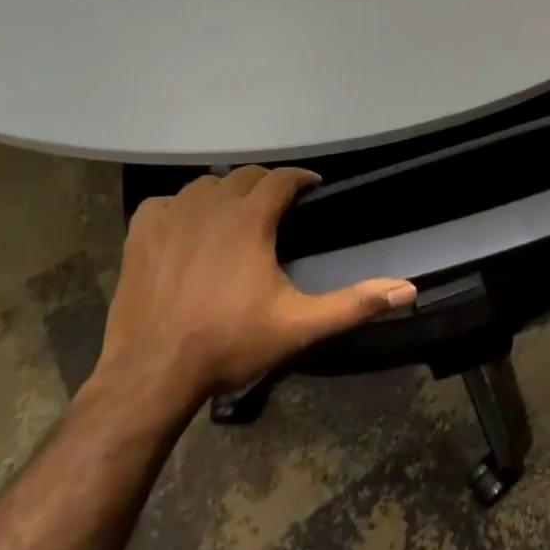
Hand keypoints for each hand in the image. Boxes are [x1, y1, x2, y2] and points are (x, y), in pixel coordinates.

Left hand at [83, 167, 416, 425]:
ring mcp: (171, 214)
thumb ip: (355, 304)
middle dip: (265, 184)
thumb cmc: (229, 344)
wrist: (152, 374)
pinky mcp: (141, 232)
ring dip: (225, 193)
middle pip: (245, 175)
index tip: (313, 189)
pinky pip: (166, 202)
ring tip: (235, 217)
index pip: (281, 177)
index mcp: (250, 218)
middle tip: (279, 208)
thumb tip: (408, 289)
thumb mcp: (299, 325)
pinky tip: (187, 230)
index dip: (301, 179)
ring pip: (206, 185)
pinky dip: (181, 208)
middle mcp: (211, 204)